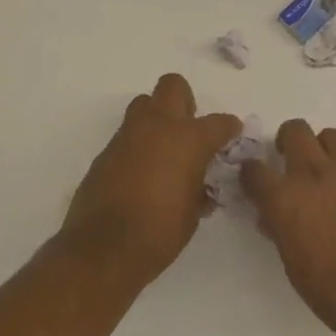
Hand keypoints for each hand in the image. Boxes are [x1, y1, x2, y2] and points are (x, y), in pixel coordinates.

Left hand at [60, 74, 240, 288]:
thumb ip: (199, 187)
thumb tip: (199, 182)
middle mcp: (158, 127)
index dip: (229, 128)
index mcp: (188, 140)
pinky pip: (127, 135)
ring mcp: (128, 135)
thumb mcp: (193, 212)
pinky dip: (138, 145)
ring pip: (145, 104)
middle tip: (190, 130)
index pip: (219, 122)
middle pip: (173, 86)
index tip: (232, 136)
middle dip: (186, 102)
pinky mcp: (106, 151)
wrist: (103, 248)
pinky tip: (141, 173)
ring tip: (164, 149)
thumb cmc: (159, 233)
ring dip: (157, 118)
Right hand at [241, 120, 335, 335]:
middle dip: (287, 140)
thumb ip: (281, 231)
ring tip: (323, 173)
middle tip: (289, 161)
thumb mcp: (293, 265)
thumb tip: (273, 218)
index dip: (250, 173)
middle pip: (295, 131)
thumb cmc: (333, 292)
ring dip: (321, 148)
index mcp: (285, 199)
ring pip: (329, 137)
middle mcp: (314, 176)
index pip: (254, 170)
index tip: (253, 179)